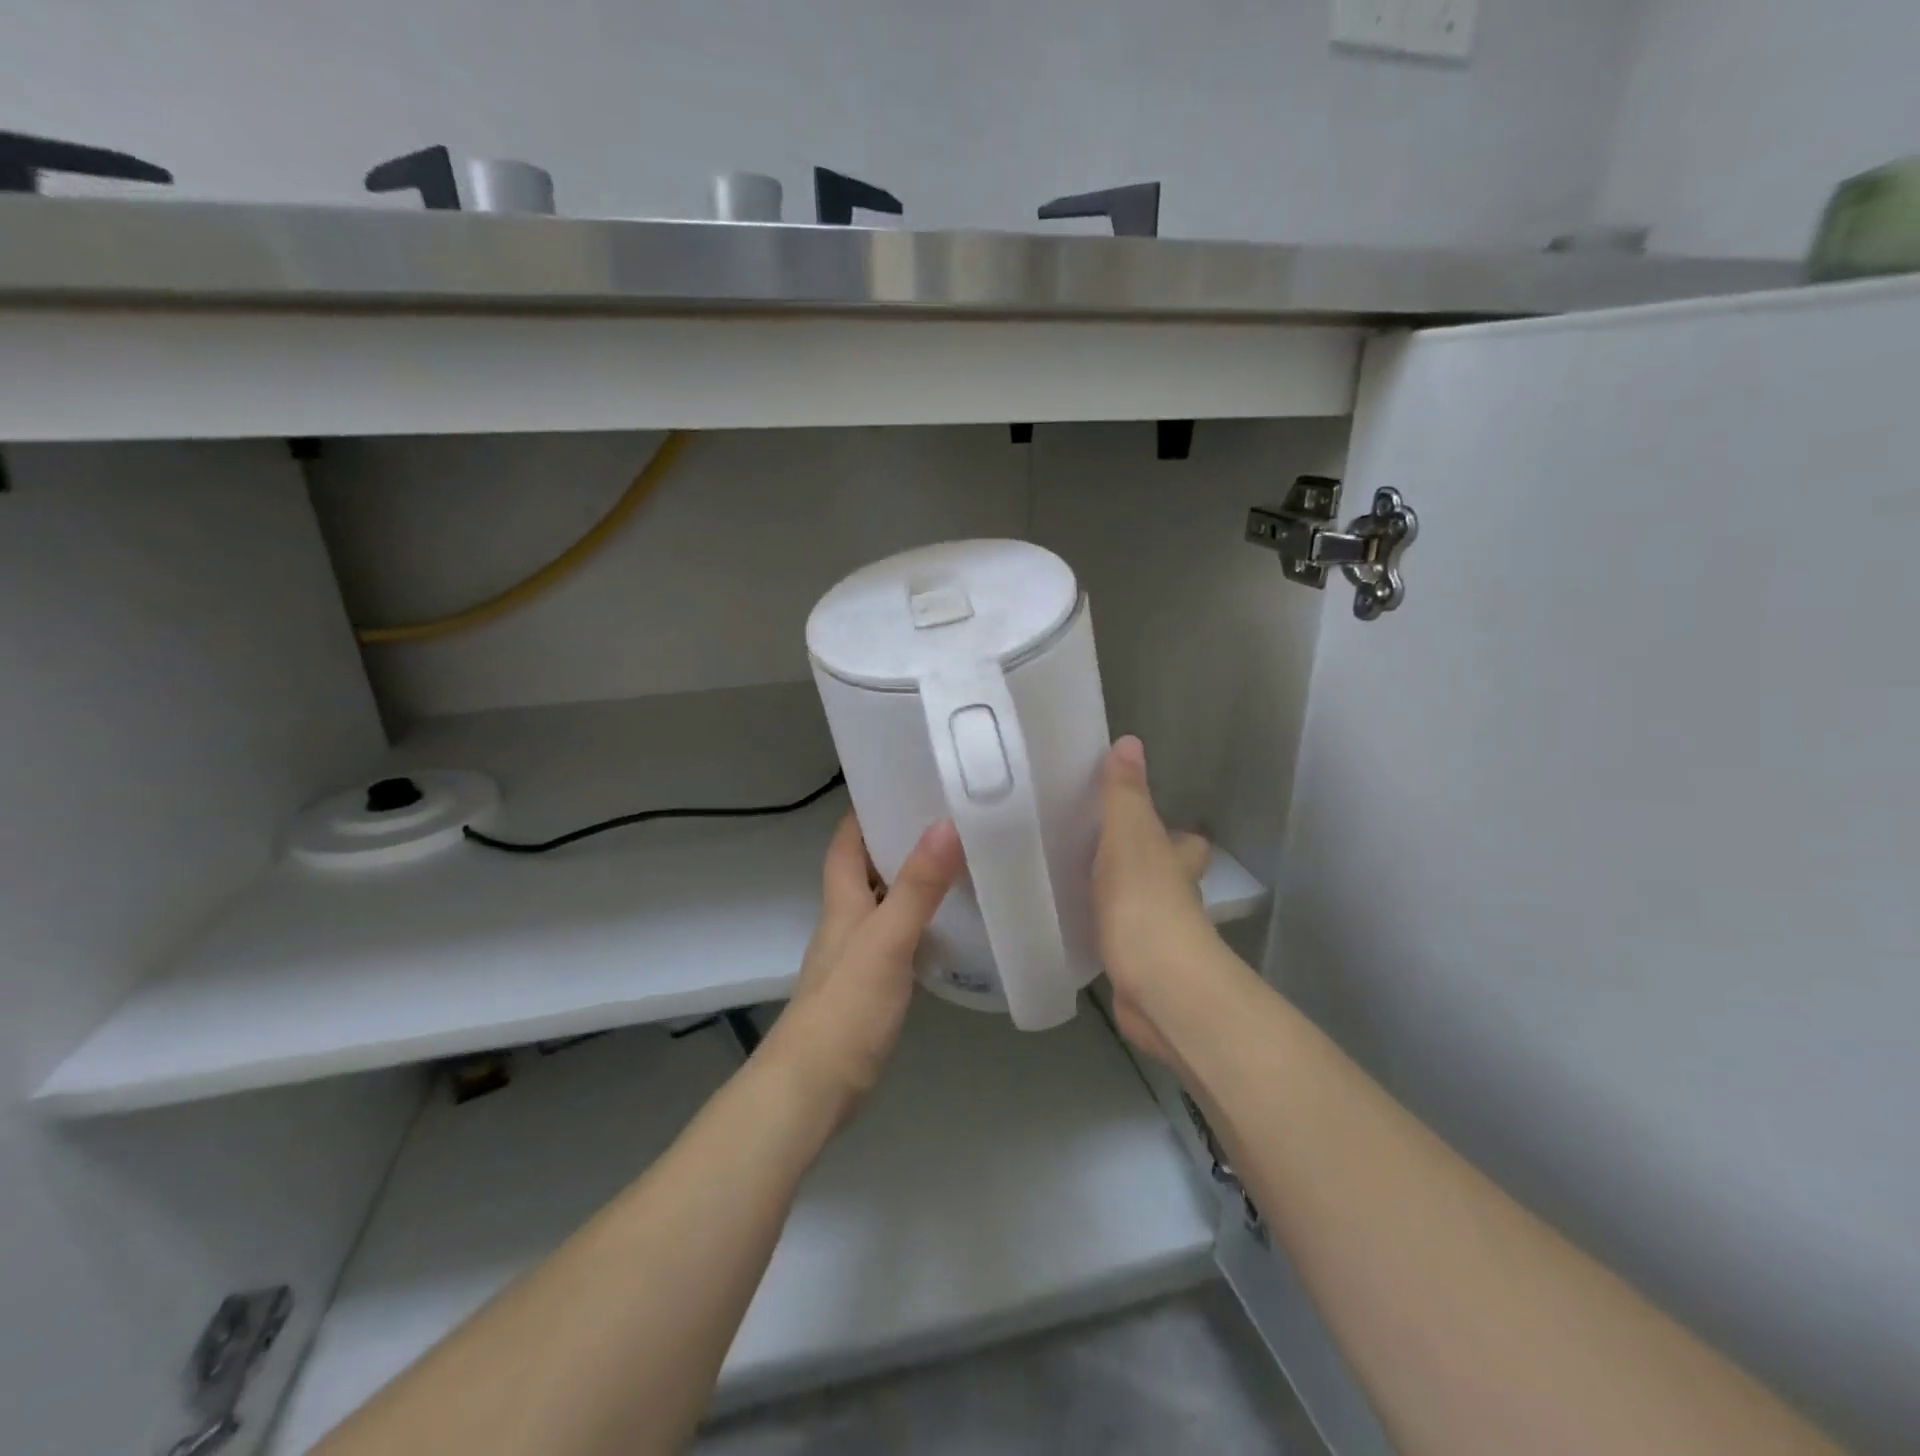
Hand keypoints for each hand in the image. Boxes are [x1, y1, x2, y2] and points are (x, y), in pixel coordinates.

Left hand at [763, 813, 963, 1119]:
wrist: (814, 1088)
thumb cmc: (846, 1006)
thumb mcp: (887, 940)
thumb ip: (917, 887)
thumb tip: (945, 824)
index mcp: (842, 902)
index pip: (845, 842)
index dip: (865, 811)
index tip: (901, 783)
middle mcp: (846, 920)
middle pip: (866, 868)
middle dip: (896, 839)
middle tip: (943, 816)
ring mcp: (857, 954)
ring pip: (883, 902)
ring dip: (910, 880)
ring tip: (955, 860)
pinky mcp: (871, 985)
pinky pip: (897, 936)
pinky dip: (918, 921)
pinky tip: (948, 925)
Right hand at [1093, 737, 1218, 1066]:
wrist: (1157, 985)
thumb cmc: (1144, 901)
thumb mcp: (1129, 836)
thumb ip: (1124, 794)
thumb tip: (1130, 741)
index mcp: (1175, 861)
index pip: (1184, 841)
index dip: (1171, 832)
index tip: (1138, 824)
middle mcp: (1174, 896)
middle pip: (1165, 875)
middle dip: (1142, 866)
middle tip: (1096, 853)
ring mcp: (1157, 935)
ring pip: (1139, 908)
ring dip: (1118, 898)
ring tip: (1074, 883)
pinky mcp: (1136, 967)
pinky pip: (1117, 941)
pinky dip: (1102, 933)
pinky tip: (1072, 928)